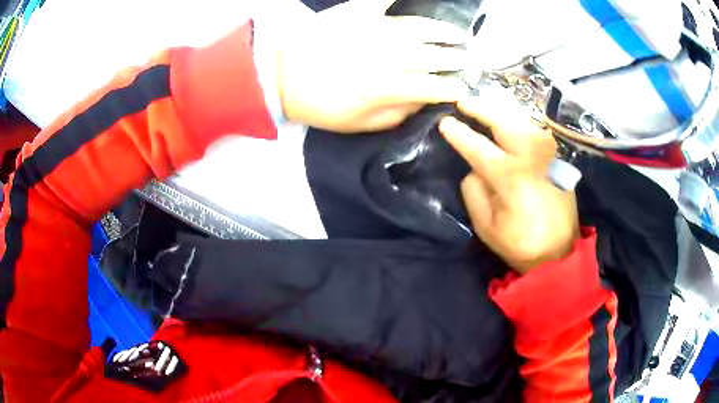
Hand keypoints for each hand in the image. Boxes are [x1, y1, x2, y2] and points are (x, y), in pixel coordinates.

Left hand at [277, 0, 468, 132]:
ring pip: (419, 28)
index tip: (463, 90)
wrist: (280, 74)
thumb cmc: (318, 103)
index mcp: (385, 87)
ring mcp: (373, 29)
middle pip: (431, 56)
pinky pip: (384, 0)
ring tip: (458, 35)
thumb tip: (423, 102)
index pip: (432, 86)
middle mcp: (387, 55)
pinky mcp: (357, 11)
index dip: (452, 89)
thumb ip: (396, 114)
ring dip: (443, 32)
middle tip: (466, 60)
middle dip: (454, 59)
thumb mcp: (358, 124)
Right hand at [439, 94, 578, 273]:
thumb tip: (474, 167)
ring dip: (499, 110)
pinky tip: (507, 119)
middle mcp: (532, 157)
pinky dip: (517, 120)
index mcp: (512, 178)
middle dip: (480, 108)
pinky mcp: (557, 158)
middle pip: (503, 121)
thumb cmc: (521, 244)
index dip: (459, 133)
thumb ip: (474, 192)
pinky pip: (534, 130)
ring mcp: (548, 154)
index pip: (478, 147)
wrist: (560, 253)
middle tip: (462, 101)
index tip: (444, 123)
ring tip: (482, 106)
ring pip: (521, 120)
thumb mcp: (487, 227)